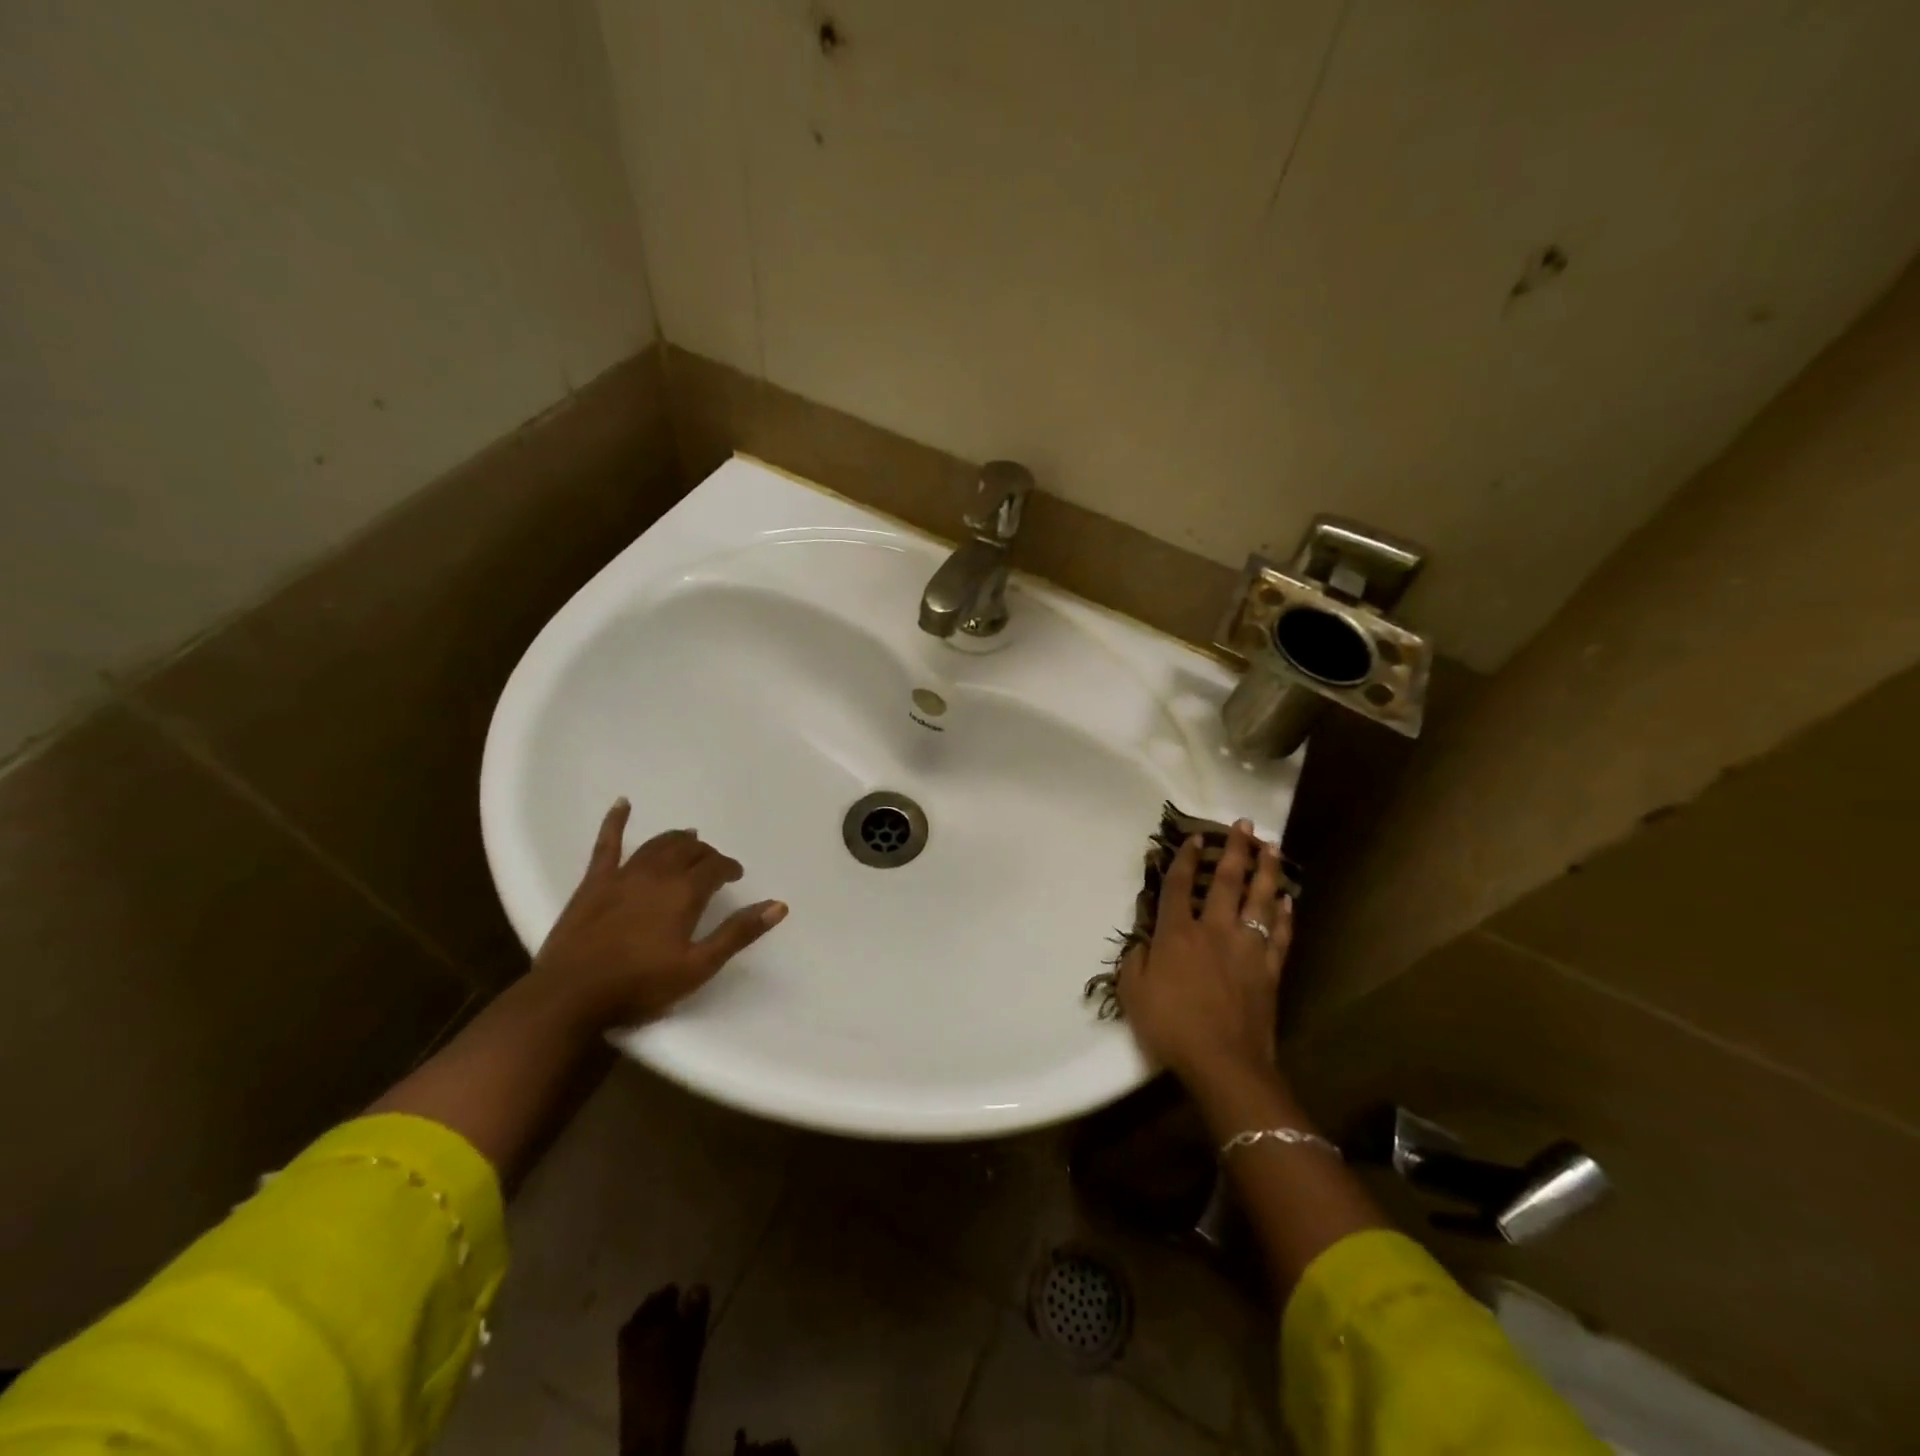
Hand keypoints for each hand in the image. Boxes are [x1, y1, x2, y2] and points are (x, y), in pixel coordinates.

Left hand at [531, 799, 786, 1027]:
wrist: (570, 996)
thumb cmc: (640, 985)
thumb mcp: (699, 966)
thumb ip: (738, 933)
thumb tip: (778, 905)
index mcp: (684, 893)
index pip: (715, 867)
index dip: (728, 868)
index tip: (735, 876)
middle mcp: (657, 874)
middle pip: (688, 851)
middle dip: (705, 853)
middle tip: (713, 864)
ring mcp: (623, 874)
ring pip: (657, 845)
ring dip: (676, 839)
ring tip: (688, 838)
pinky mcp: (594, 882)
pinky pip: (607, 844)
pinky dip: (616, 821)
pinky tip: (623, 804)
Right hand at [1117, 819, 1290, 1086]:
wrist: (1224, 1062)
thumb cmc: (1171, 1027)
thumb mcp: (1133, 994)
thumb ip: (1135, 961)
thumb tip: (1143, 941)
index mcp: (1177, 934)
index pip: (1179, 885)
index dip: (1184, 858)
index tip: (1194, 838)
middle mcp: (1214, 930)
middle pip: (1227, 881)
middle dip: (1235, 849)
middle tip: (1244, 825)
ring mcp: (1246, 948)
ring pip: (1260, 900)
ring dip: (1267, 871)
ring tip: (1272, 847)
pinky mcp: (1269, 969)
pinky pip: (1280, 934)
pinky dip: (1285, 915)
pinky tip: (1288, 900)